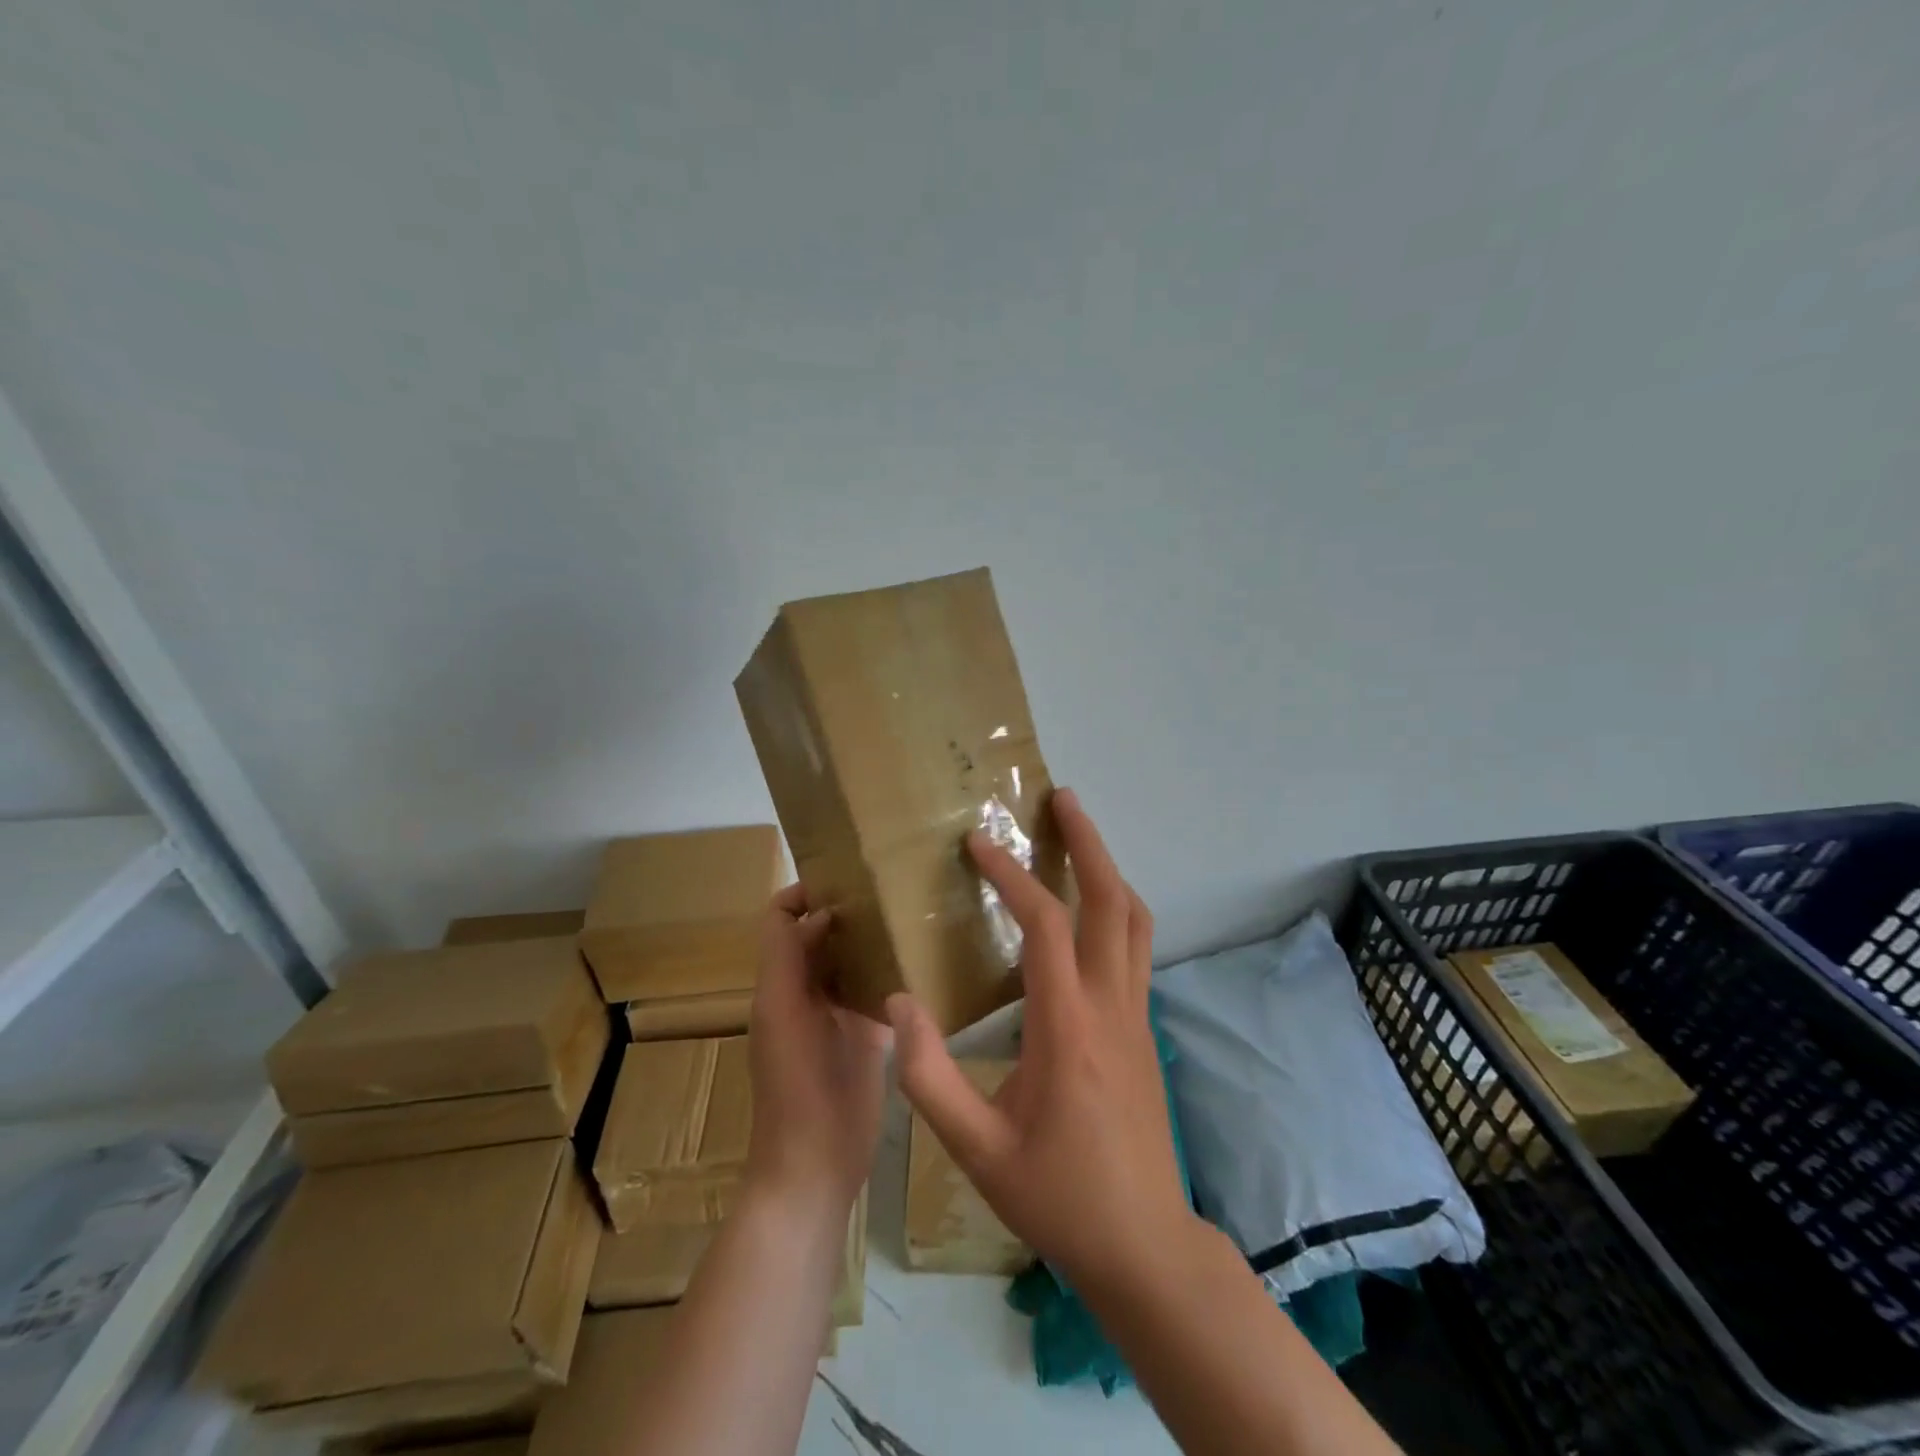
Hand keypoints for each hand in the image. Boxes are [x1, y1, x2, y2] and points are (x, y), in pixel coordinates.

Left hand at [744, 884, 889, 1213]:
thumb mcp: (783, 1015)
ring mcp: (840, 1013)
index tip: (848, 875)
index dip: (805, 891)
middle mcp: (808, 989)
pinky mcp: (869, 1035)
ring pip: (853, 958)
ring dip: (873, 937)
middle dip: (848, 908)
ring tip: (912, 913)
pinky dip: (893, 971)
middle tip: (892, 887)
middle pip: (821, 933)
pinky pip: (879, 989)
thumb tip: (824, 913)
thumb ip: (792, 959)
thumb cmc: (794, 1087)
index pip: (783, 918)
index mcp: (782, 981)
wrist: (815, 1166)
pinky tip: (923, 959)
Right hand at [887, 788, 1199, 1288]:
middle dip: (1087, 842)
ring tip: (1077, 836)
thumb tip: (897, 1004)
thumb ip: (928, 1077)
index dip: (1010, 875)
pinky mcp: (1143, 1030)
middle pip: (1111, 900)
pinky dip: (1112, 907)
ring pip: (1134, 919)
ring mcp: (1137, 1016)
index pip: (1043, 925)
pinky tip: (1084, 911)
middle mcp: (1111, 1007)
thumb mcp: (976, 1151)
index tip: (978, 843)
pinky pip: (1135, 947)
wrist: (1144, 1247)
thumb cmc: (1057, 1198)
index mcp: (1068, 1028)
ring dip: (1107, 869)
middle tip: (1061, 797)